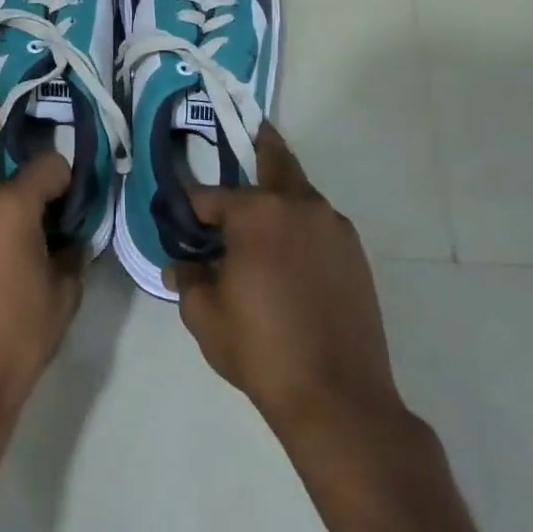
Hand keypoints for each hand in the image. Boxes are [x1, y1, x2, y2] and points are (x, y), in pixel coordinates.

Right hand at [168, 125, 407, 438]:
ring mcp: (333, 227)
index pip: (209, 196)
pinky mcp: (355, 253)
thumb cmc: (261, 349)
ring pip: (298, 194)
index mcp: (256, 213)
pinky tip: (286, 255)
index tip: (178, 215)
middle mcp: (299, 206)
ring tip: (258, 217)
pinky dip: (298, 225)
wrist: (339, 398)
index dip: (189, 207)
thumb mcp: (205, 315)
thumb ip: (188, 278)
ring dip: (277, 194)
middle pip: (274, 160)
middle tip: (243, 133)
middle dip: (256, 145)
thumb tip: (182, 263)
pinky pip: (318, 224)